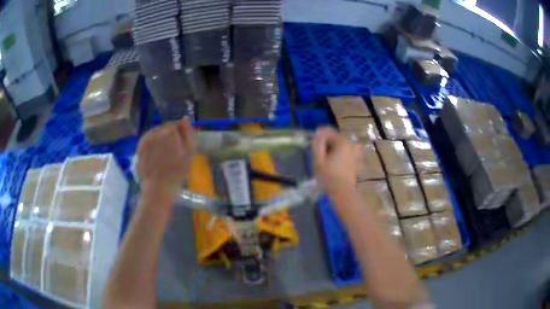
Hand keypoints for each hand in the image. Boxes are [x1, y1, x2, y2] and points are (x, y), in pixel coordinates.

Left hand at [137, 117, 194, 194]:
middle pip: (166, 128)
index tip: (183, 143)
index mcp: (169, 132)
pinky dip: (153, 144)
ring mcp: (146, 139)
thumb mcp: (188, 153)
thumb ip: (188, 133)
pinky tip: (157, 155)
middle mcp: (156, 131)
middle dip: (171, 135)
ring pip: (157, 133)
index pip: (177, 124)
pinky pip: (149, 140)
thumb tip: (185, 118)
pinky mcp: (140, 147)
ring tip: (165, 154)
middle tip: (175, 150)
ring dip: (162, 140)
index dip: (181, 133)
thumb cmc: (176, 173)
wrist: (158, 189)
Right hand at [312, 127, 359, 196]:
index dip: (319, 136)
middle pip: (334, 138)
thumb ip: (317, 144)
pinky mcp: (354, 160)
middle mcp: (349, 145)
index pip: (328, 132)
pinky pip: (343, 152)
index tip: (312, 144)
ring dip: (330, 149)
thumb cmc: (329, 177)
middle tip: (316, 152)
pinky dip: (336, 154)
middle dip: (325, 143)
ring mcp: (353, 152)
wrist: (343, 193)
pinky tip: (330, 163)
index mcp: (342, 143)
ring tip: (322, 158)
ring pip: (338, 145)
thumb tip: (317, 134)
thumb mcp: (318, 160)